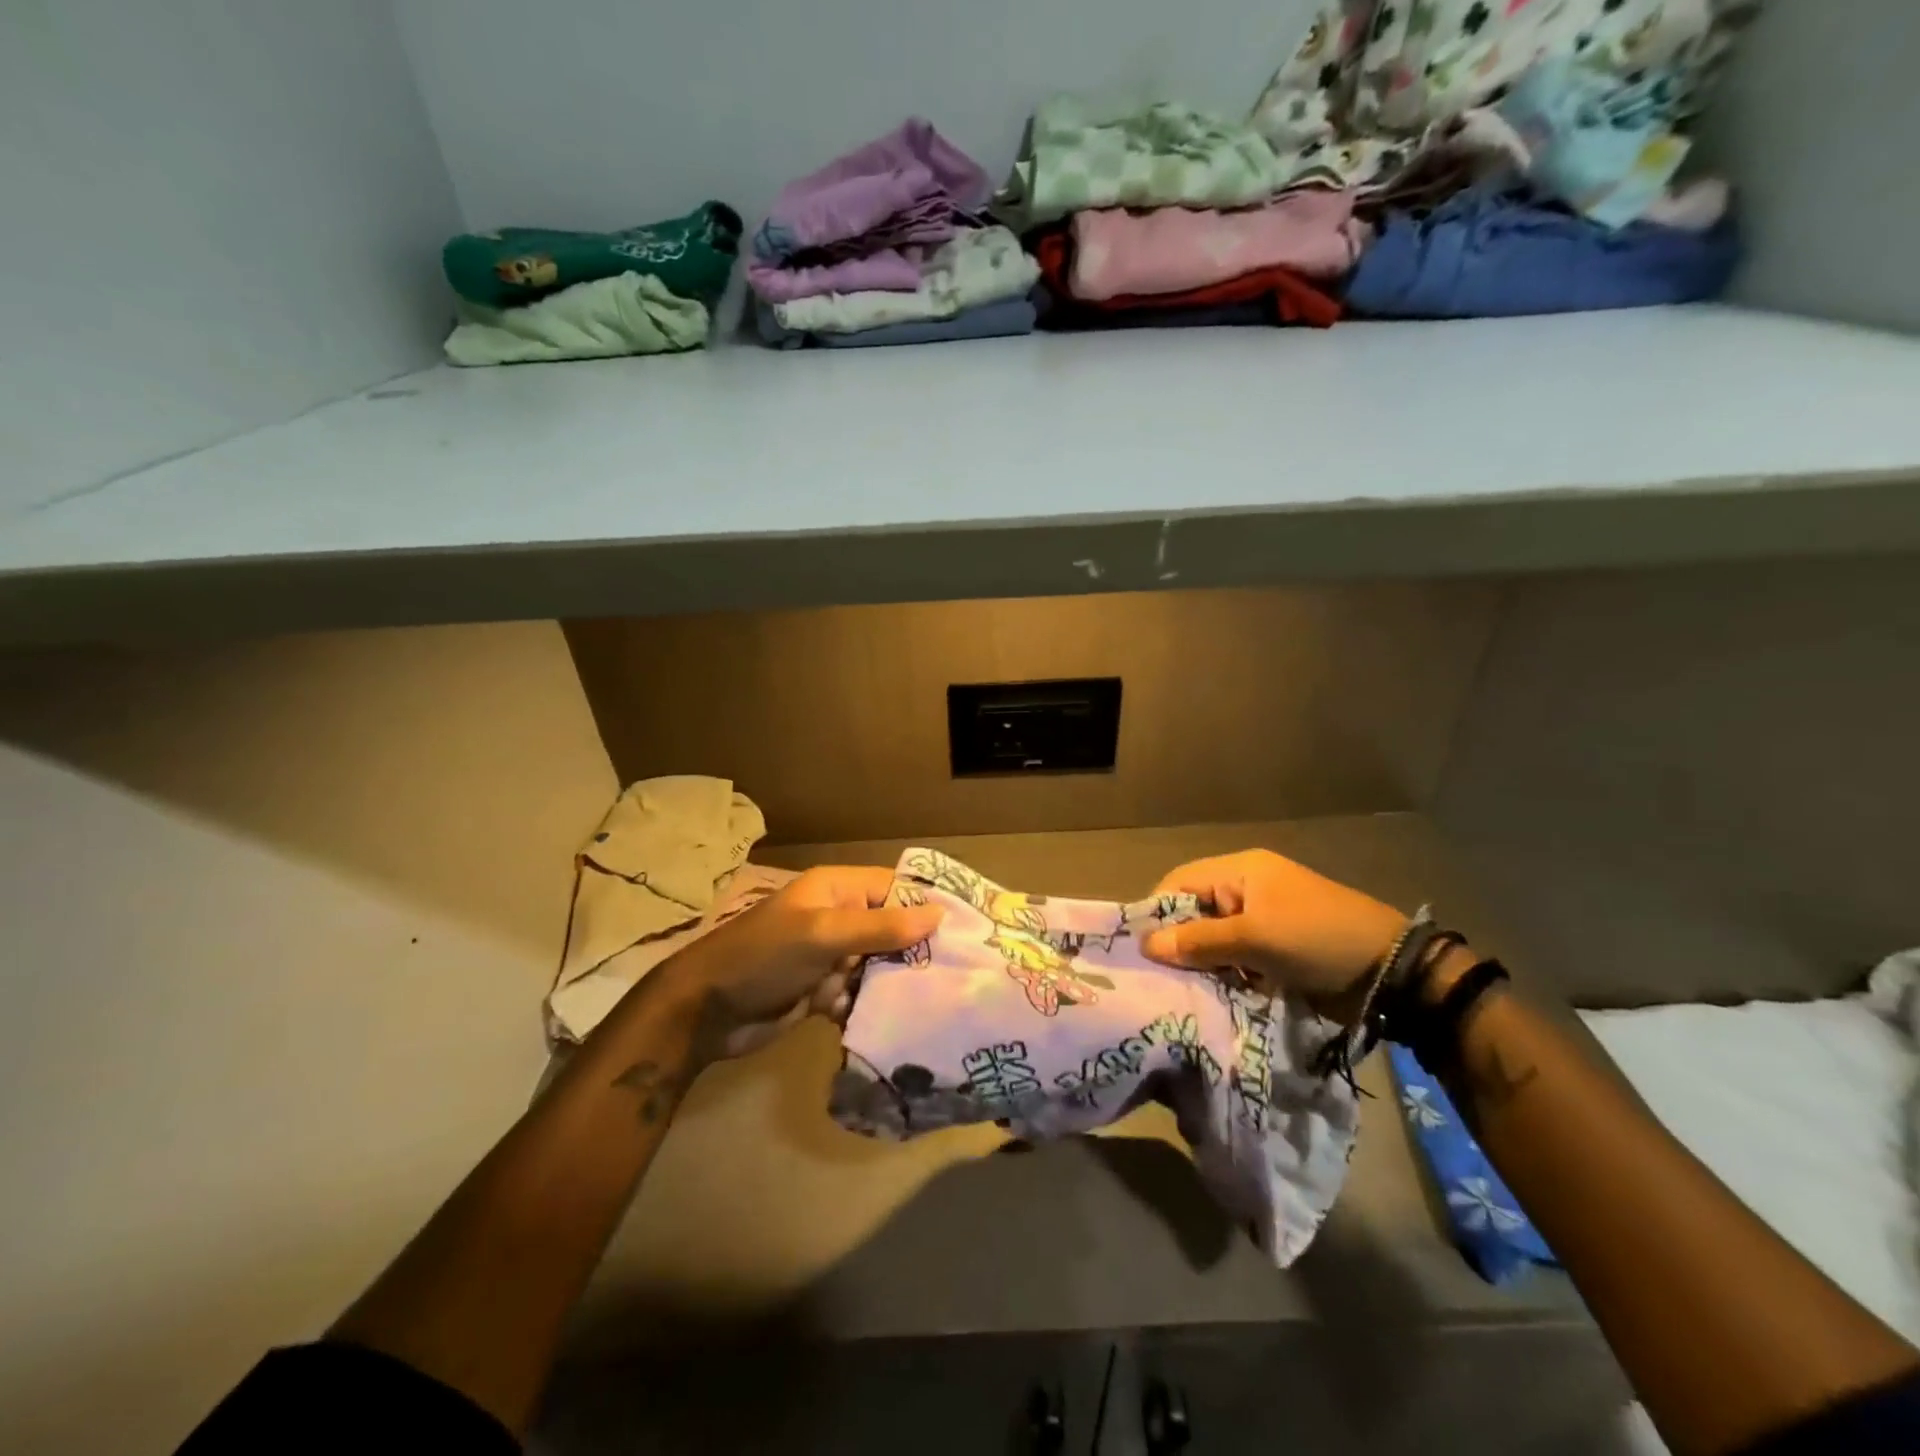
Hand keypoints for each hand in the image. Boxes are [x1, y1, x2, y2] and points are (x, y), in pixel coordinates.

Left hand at [651, 865, 942, 1059]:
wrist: (705, 1012)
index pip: (895, 888)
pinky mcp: (823, 991)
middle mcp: (838, 918)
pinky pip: (860, 994)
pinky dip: (872, 1006)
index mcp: (837, 890)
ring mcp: (830, 956)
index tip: (968, 929)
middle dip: (918, 951)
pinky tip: (897, 1023)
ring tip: (938, 1003)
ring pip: (879, 965)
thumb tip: (939, 915)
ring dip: (898, 983)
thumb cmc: (764, 957)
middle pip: (892, 929)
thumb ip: (881, 926)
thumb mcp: (823, 934)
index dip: (928, 906)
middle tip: (961, 973)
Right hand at [1140, 850, 1407, 1019]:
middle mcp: (1246, 889)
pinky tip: (1215, 996)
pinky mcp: (1275, 949)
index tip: (1142, 950)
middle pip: (1194, 912)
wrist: (1392, 973)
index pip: (1180, 882)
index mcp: (1240, 871)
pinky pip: (1235, 958)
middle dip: (1179, 943)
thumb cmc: (1317, 940)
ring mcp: (1263, 920)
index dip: (1157, 912)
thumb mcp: (1254, 939)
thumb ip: (1198, 941)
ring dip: (1202, 964)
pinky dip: (1225, 975)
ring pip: (1213, 939)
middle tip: (1161, 977)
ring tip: (1185, 991)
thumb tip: (1145, 945)